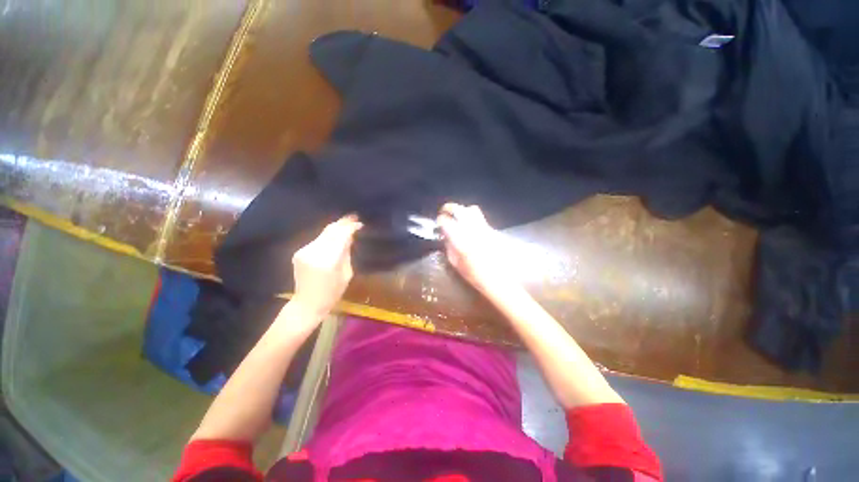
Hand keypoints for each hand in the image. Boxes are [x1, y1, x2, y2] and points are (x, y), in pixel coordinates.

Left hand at [291, 215, 361, 317]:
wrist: (307, 303)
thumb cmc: (332, 293)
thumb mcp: (346, 274)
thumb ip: (347, 253)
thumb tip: (349, 237)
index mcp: (328, 260)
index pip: (341, 236)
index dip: (350, 227)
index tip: (359, 223)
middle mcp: (314, 252)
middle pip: (330, 231)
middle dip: (342, 223)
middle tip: (353, 217)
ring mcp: (304, 251)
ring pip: (323, 233)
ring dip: (335, 228)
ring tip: (346, 224)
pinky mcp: (299, 252)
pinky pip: (317, 240)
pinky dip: (327, 236)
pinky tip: (335, 235)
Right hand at [437, 203, 519, 295]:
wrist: (501, 279)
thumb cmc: (475, 276)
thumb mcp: (456, 264)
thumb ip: (449, 247)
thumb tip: (446, 236)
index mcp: (461, 240)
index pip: (446, 221)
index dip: (440, 220)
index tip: (438, 223)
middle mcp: (473, 230)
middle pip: (459, 209)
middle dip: (449, 209)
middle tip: (445, 213)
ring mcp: (485, 228)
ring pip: (472, 210)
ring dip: (462, 211)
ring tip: (458, 218)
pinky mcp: (493, 230)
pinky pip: (481, 219)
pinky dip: (473, 220)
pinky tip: (471, 229)